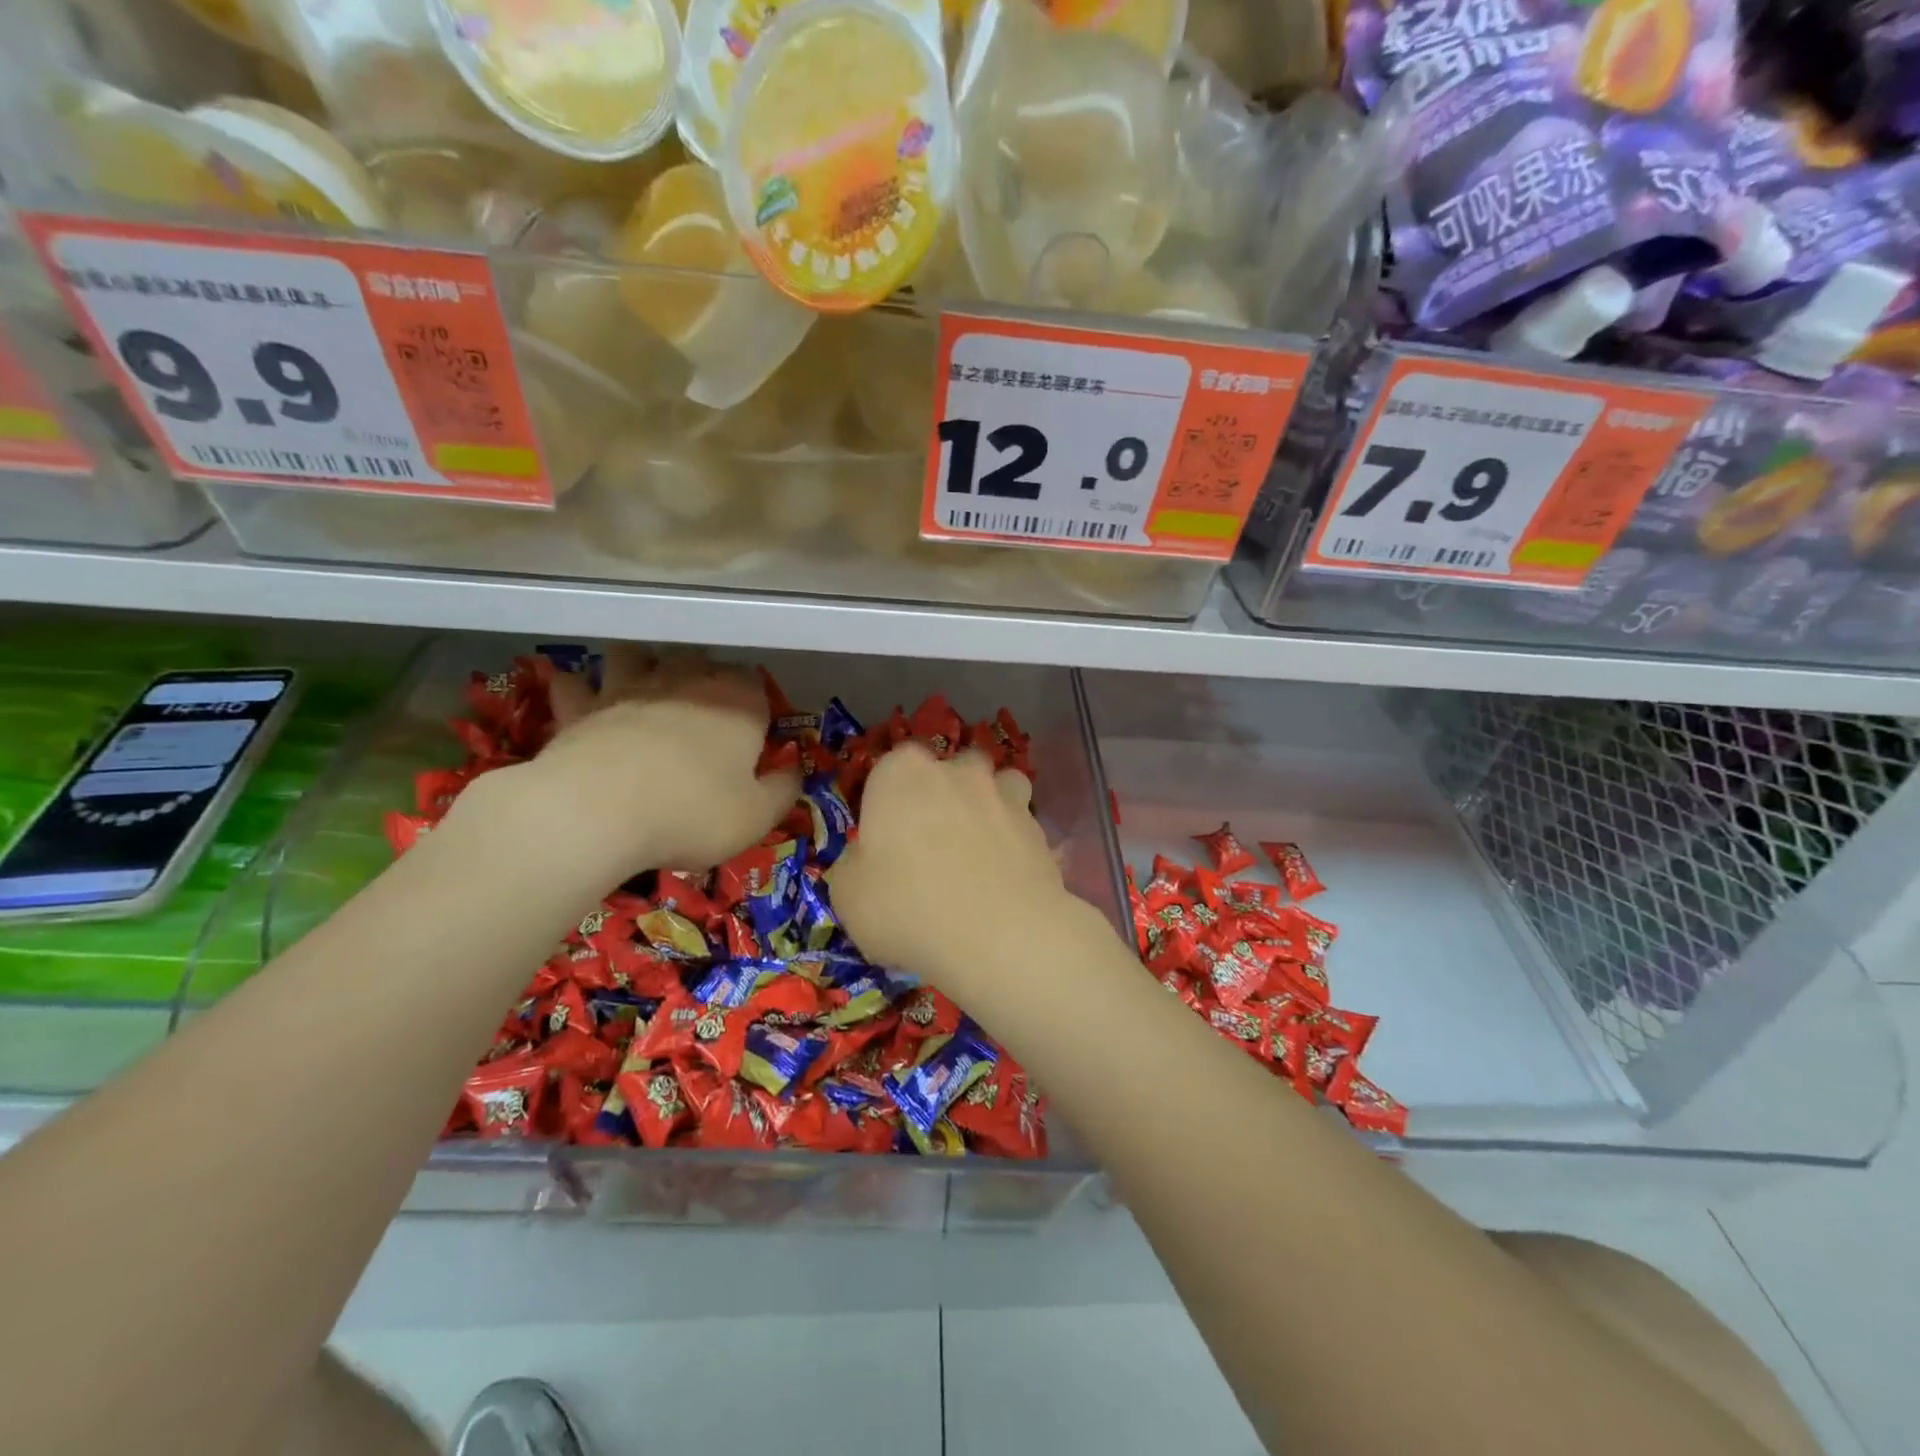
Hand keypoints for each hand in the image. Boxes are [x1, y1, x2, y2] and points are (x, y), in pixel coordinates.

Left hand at [456, 649, 797, 879]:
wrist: (596, 813)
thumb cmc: (692, 813)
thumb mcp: (757, 816)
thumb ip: (783, 789)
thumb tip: (795, 770)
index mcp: (737, 702)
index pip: (756, 683)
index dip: (756, 705)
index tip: (754, 732)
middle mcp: (686, 681)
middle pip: (699, 659)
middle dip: (703, 677)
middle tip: (703, 711)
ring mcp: (628, 687)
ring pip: (637, 654)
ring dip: (642, 666)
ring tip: (645, 690)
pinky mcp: (580, 706)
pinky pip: (576, 685)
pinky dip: (580, 691)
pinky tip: (582, 702)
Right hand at [832, 745, 1074, 993]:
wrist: (1000, 935)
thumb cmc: (908, 907)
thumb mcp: (848, 895)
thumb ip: (853, 864)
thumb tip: (866, 858)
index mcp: (902, 773)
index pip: (889, 768)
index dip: (887, 801)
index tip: (885, 839)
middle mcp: (956, 770)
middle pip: (947, 770)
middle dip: (941, 795)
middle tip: (932, 845)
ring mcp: (1004, 794)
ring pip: (994, 786)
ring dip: (986, 807)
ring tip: (978, 852)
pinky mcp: (1039, 826)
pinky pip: (1021, 824)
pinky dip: (1014, 841)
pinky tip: (1006, 877)